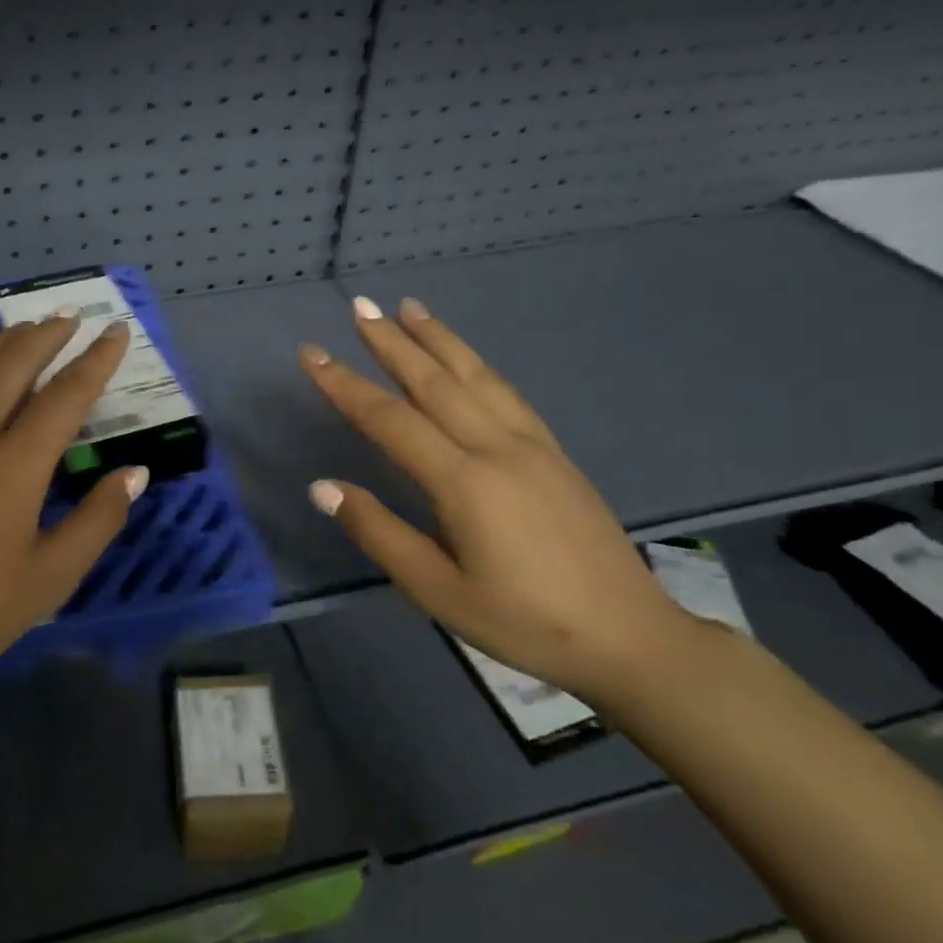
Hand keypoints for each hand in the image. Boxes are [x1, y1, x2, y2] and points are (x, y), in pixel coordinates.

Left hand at [0, 315, 148, 709]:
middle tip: (72, 318)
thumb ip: (98, 520)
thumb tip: (135, 473)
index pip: (65, 395)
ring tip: (24, 329)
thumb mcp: (49, 579)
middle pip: (12, 362)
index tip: (117, 331)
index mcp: (12, 468)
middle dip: (47, 334)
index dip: (97, 360)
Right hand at [300, 296, 694, 701]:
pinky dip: (477, 364)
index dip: (345, 385)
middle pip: (434, 382)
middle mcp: (497, 449)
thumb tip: (323, 487)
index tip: (312, 354)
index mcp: (465, 483)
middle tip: (359, 306)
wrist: (630, 637)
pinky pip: (507, 393)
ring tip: (409, 307)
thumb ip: (379, 533)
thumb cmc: (524, 622)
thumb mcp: (438, 591)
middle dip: (391, 342)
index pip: (390, 420)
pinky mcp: (554, 453)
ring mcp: (532, 446)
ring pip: (476, 377)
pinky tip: (466, 358)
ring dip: (438, 339)